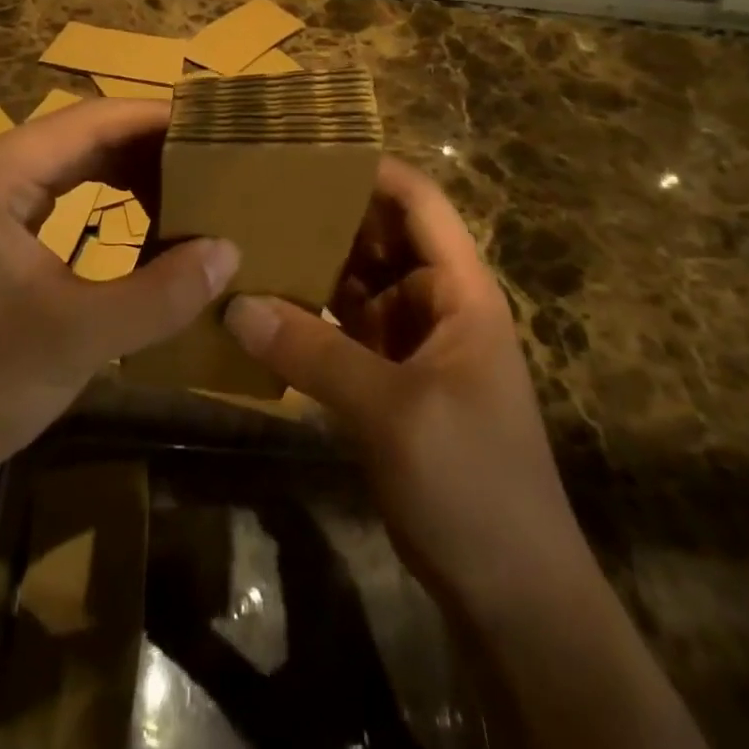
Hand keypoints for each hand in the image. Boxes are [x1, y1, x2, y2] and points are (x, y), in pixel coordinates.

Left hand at [0, 99, 238, 482]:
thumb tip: (229, 252)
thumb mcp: (79, 337)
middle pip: (77, 134)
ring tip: (186, 184)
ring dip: (124, 171)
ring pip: (65, 163)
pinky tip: (136, 217)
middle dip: (145, 144)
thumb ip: (160, 293)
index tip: (213, 124)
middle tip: (210, 157)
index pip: (89, 120)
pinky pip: (51, 195)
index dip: (154, 117)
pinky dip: (98, 198)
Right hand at [223, 158, 589, 618]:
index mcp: (459, 290)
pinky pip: (339, 330)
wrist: (512, 596)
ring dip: (309, 265)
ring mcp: (408, 342)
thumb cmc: (473, 484)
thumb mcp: (393, 412)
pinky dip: (304, 317)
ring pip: (353, 283)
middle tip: (255, 192)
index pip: (418, 203)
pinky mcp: (384, 380)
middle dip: (323, 214)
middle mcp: (433, 303)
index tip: (305, 152)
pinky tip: (257, 307)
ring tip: (245, 236)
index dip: (370, 170)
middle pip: (377, 237)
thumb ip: (312, 353)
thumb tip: (236, 303)